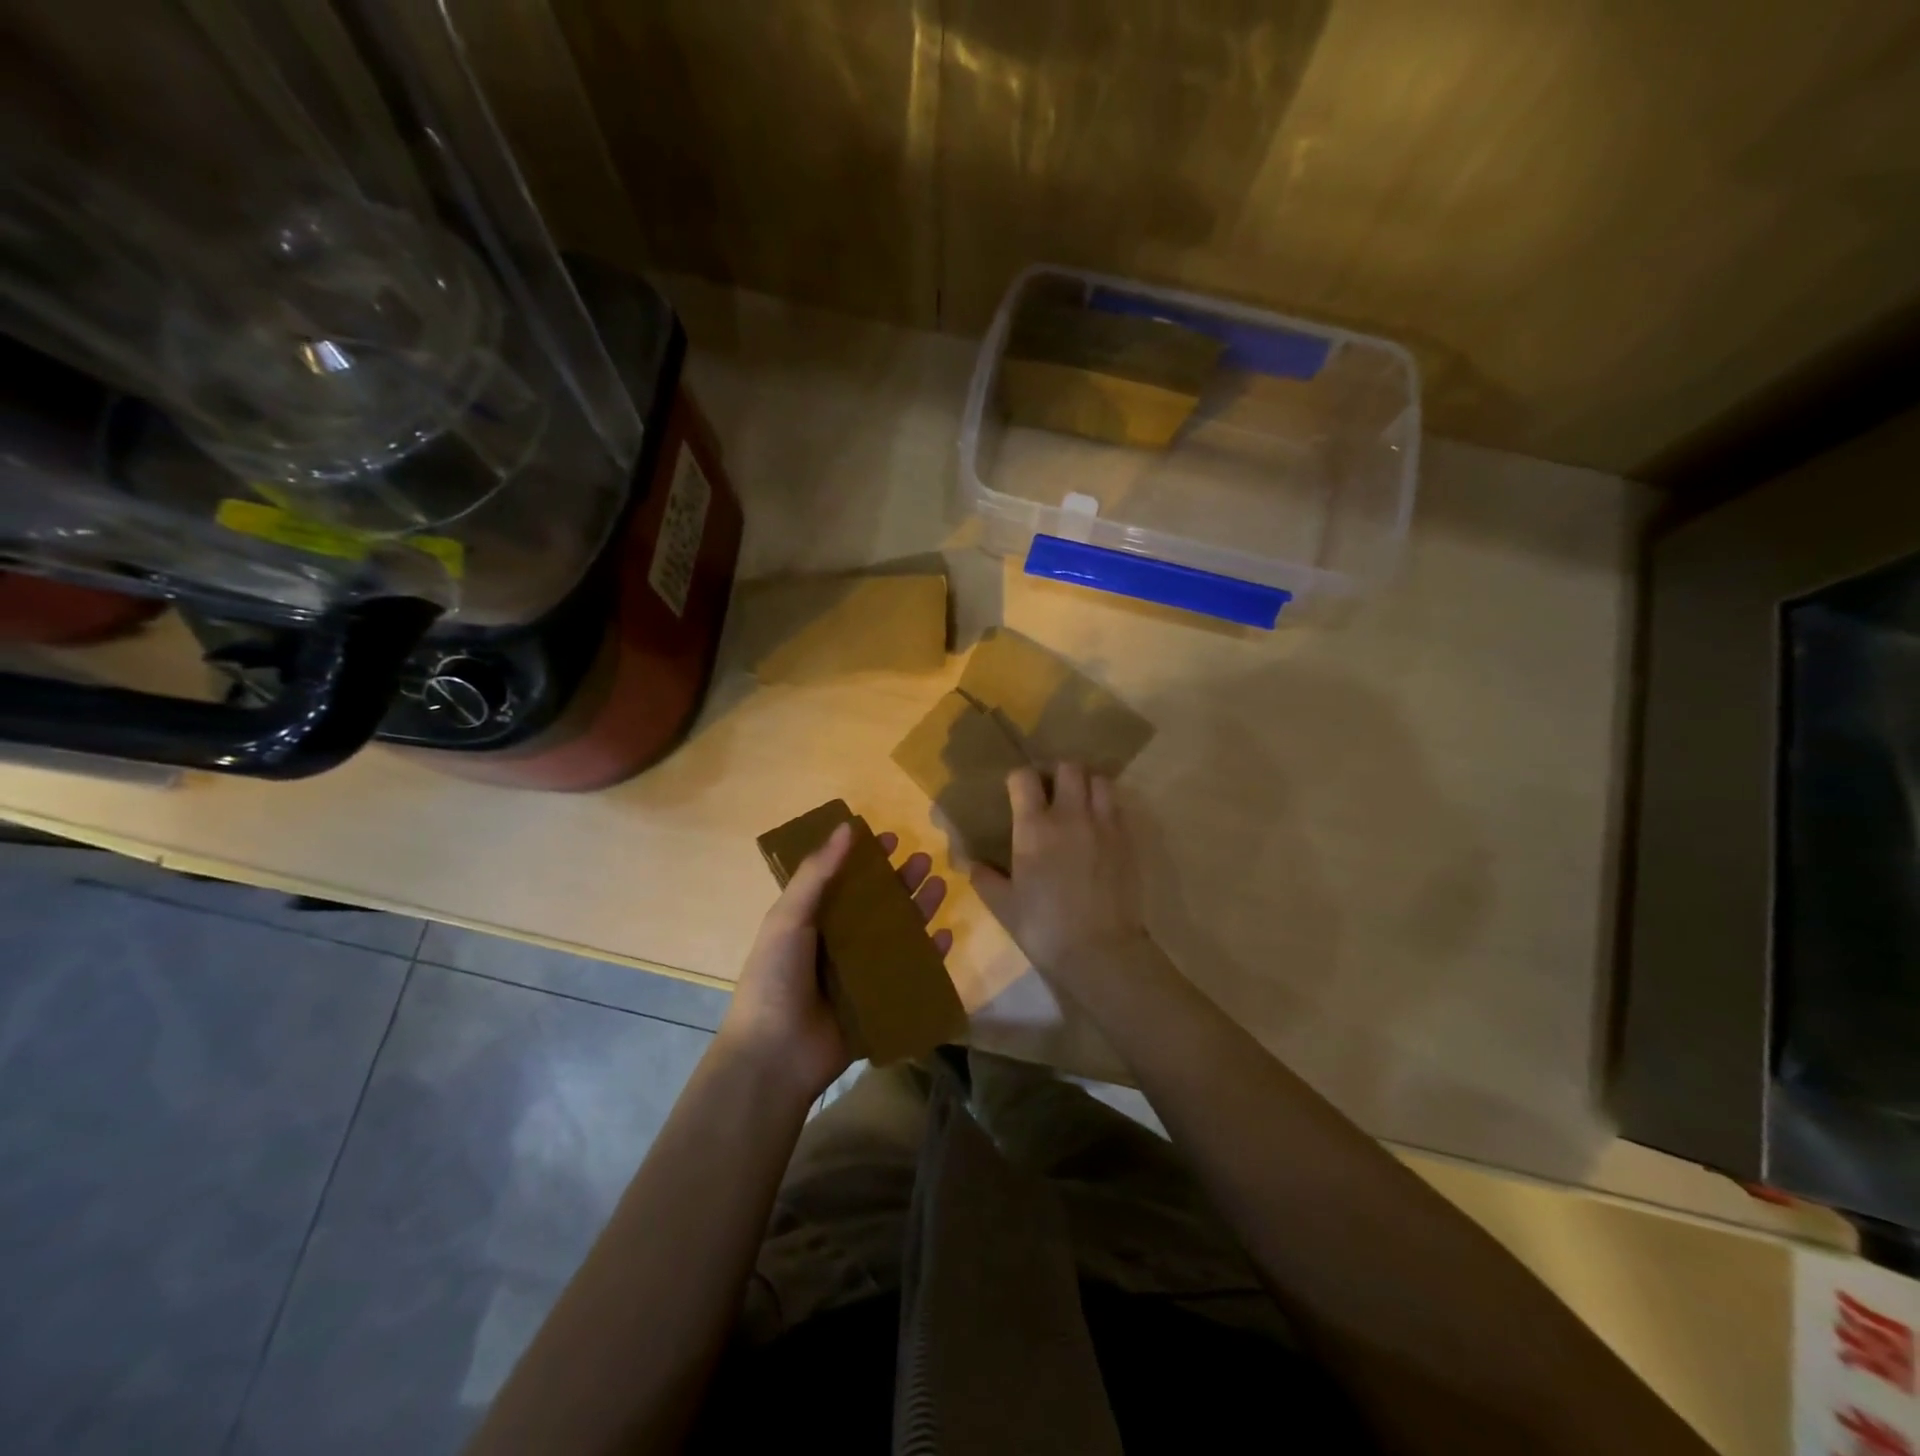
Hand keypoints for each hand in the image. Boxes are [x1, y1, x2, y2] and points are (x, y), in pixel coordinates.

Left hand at [718, 823, 951, 1101]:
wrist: (775, 1056)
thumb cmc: (776, 979)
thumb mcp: (789, 918)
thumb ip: (817, 874)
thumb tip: (846, 826)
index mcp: (813, 921)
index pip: (844, 881)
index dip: (865, 859)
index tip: (889, 838)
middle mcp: (838, 943)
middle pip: (877, 905)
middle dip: (901, 881)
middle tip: (924, 859)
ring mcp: (861, 974)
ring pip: (898, 934)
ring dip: (919, 910)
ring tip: (941, 885)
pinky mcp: (880, 1002)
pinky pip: (911, 973)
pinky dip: (930, 955)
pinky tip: (947, 936)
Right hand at [971, 763, 1146, 984]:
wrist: (1100, 950)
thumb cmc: (1044, 927)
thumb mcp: (1004, 906)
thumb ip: (985, 879)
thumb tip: (971, 864)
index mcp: (1034, 827)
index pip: (1024, 778)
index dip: (1018, 779)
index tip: (1015, 791)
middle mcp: (1070, 816)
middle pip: (1069, 767)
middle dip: (1058, 772)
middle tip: (1051, 791)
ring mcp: (1104, 825)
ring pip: (1100, 780)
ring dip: (1087, 784)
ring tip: (1079, 803)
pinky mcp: (1128, 840)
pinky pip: (1118, 807)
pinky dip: (1107, 808)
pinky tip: (1098, 828)